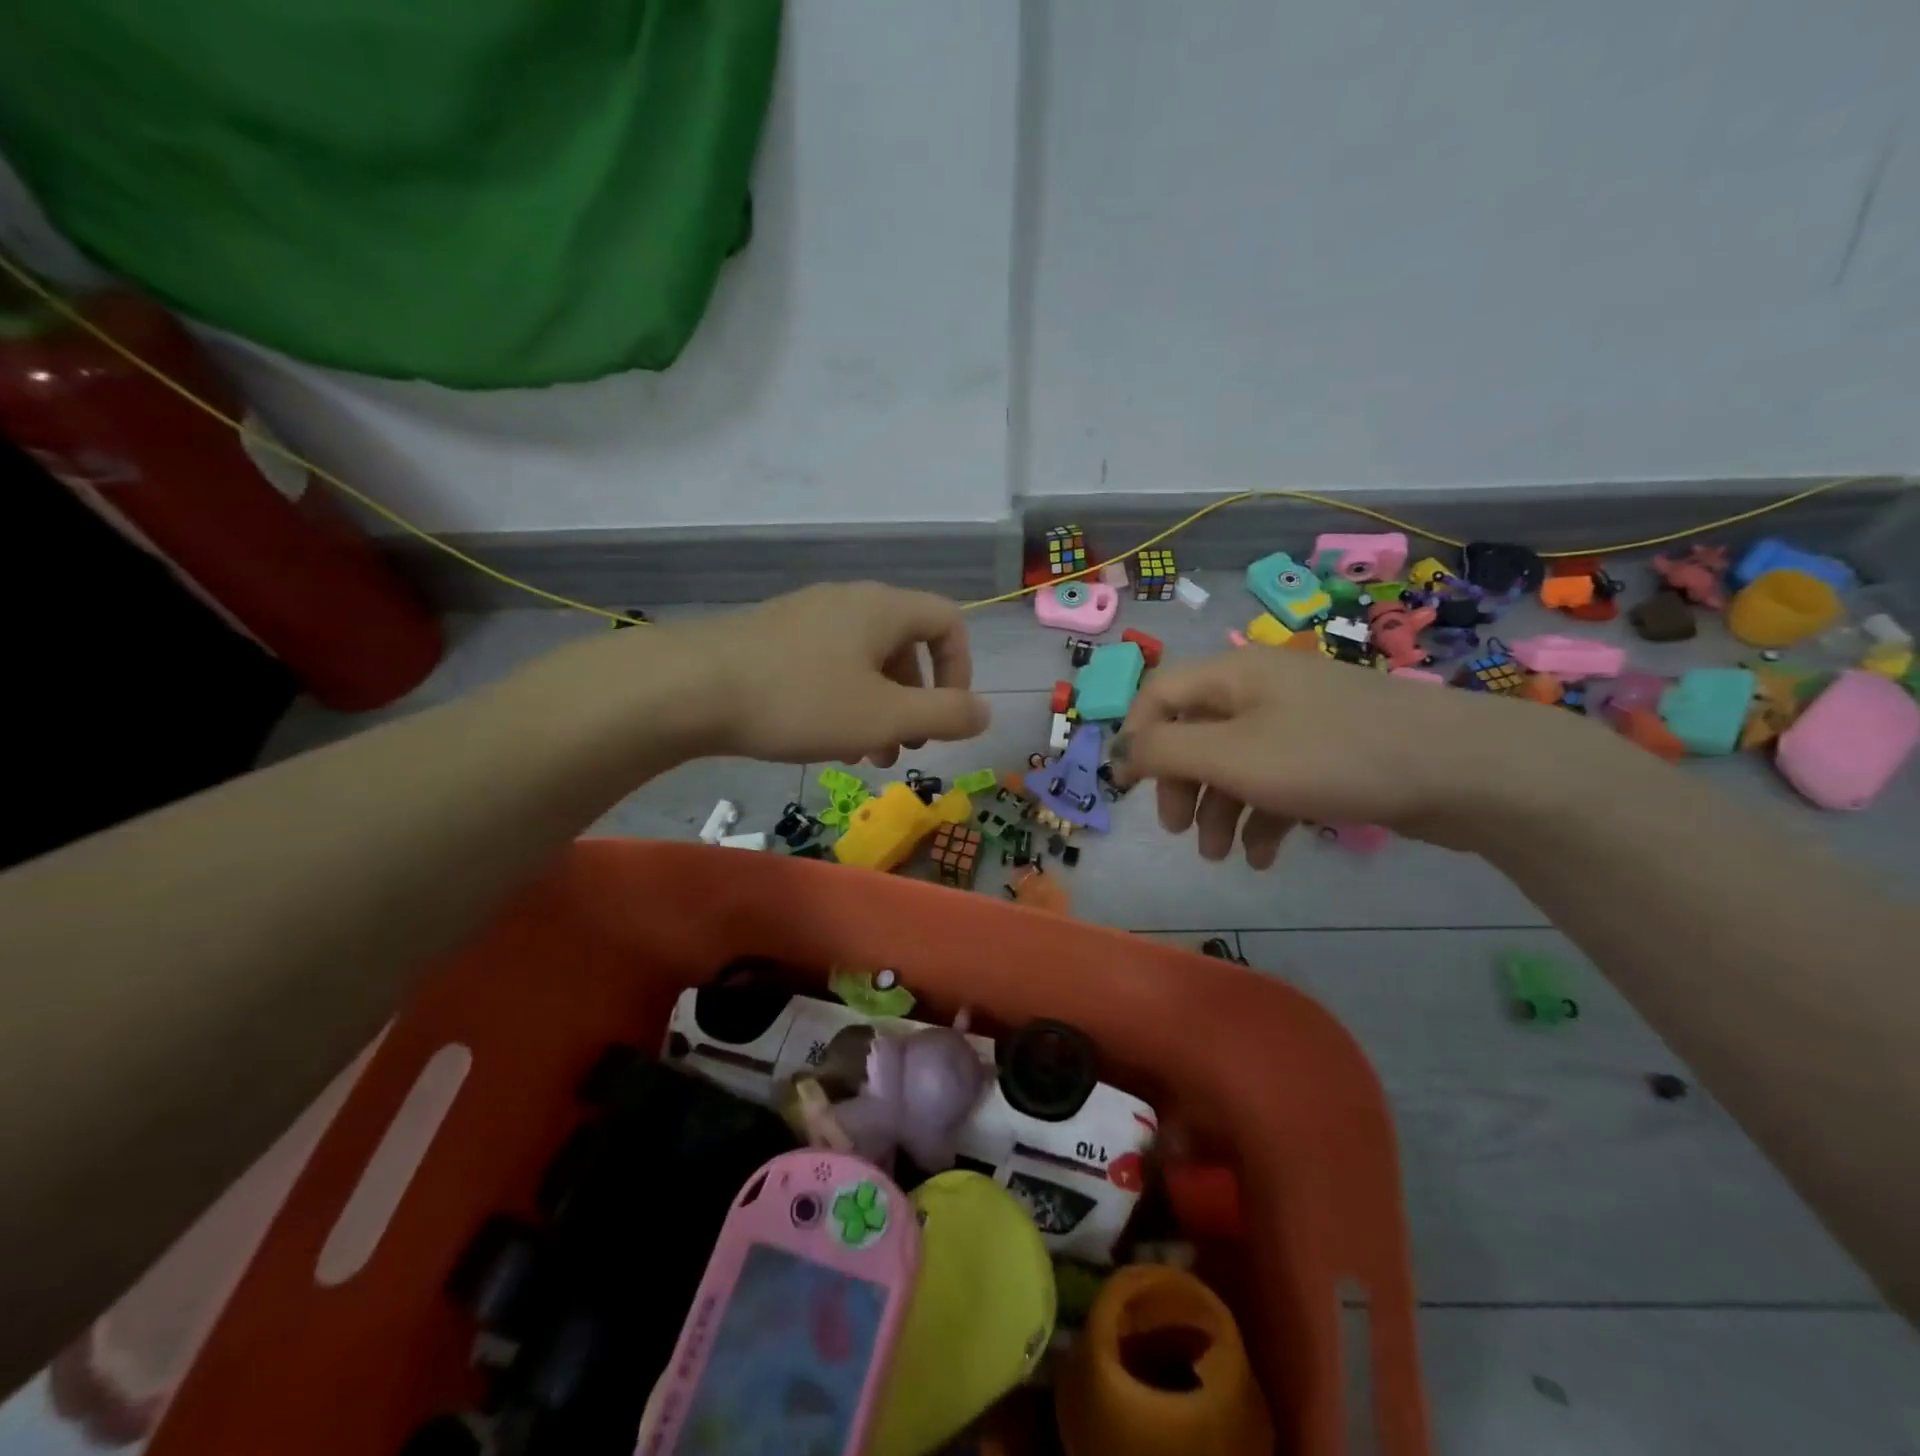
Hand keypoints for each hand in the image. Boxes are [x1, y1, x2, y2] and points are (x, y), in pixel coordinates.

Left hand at [649, 583, 991, 765]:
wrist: (690, 688)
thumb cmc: (801, 700)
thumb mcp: (885, 716)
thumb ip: (946, 715)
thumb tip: (987, 711)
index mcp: (884, 609)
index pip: (949, 622)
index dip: (961, 670)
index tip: (945, 717)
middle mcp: (849, 601)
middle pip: (906, 645)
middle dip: (915, 701)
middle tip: (903, 746)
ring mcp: (807, 616)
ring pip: (864, 661)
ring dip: (878, 707)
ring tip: (864, 755)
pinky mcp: (774, 637)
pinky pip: (828, 664)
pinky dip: (841, 699)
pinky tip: (821, 737)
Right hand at [1112, 646, 1576, 864]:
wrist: (1463, 769)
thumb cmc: (1330, 756)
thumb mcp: (1231, 754)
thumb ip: (1163, 750)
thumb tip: (1118, 750)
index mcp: (1232, 675)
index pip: (1158, 694)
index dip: (1136, 739)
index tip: (1129, 790)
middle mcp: (1261, 690)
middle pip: (1195, 733)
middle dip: (1181, 784)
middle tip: (1178, 830)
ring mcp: (1299, 722)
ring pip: (1235, 763)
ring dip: (1218, 810)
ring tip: (1220, 856)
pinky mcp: (1331, 755)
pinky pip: (1277, 782)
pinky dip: (1263, 818)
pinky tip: (1266, 857)